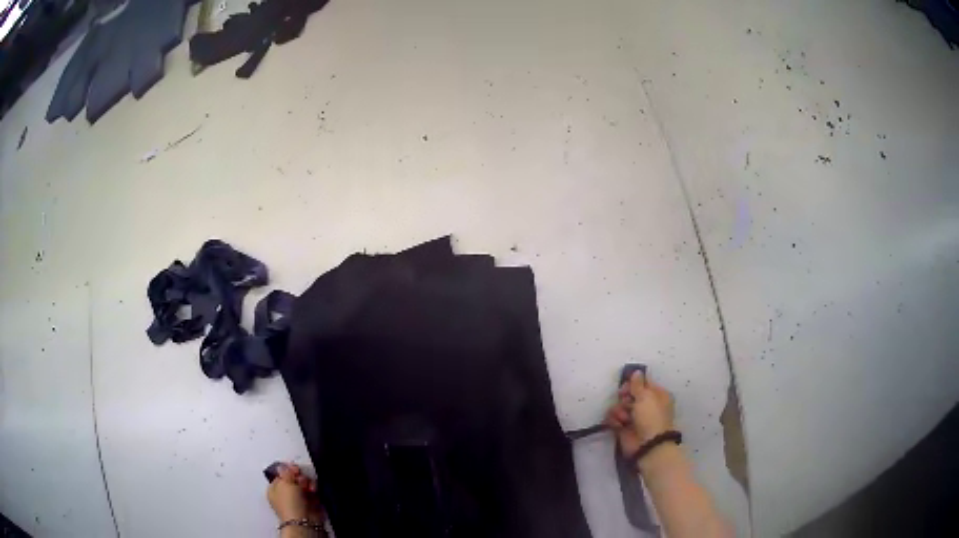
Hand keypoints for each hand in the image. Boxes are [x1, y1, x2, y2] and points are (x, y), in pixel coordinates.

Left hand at [267, 463, 324, 523]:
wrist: (304, 520)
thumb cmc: (289, 503)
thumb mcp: (284, 482)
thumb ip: (285, 472)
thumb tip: (284, 466)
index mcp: (274, 489)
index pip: (280, 475)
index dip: (287, 470)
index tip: (293, 468)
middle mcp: (285, 494)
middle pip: (294, 479)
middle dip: (299, 477)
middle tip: (300, 479)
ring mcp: (298, 499)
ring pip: (304, 484)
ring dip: (307, 483)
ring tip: (308, 487)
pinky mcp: (310, 503)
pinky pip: (313, 491)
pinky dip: (314, 490)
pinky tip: (313, 491)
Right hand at [605, 371, 674, 457]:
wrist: (647, 445)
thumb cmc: (651, 417)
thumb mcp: (646, 397)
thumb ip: (638, 384)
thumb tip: (637, 372)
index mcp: (657, 395)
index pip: (643, 383)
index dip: (633, 383)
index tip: (626, 386)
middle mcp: (646, 405)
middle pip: (629, 394)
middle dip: (624, 397)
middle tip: (625, 401)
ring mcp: (634, 417)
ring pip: (619, 406)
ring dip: (618, 410)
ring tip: (623, 418)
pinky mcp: (624, 427)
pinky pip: (614, 418)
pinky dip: (614, 420)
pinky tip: (618, 425)